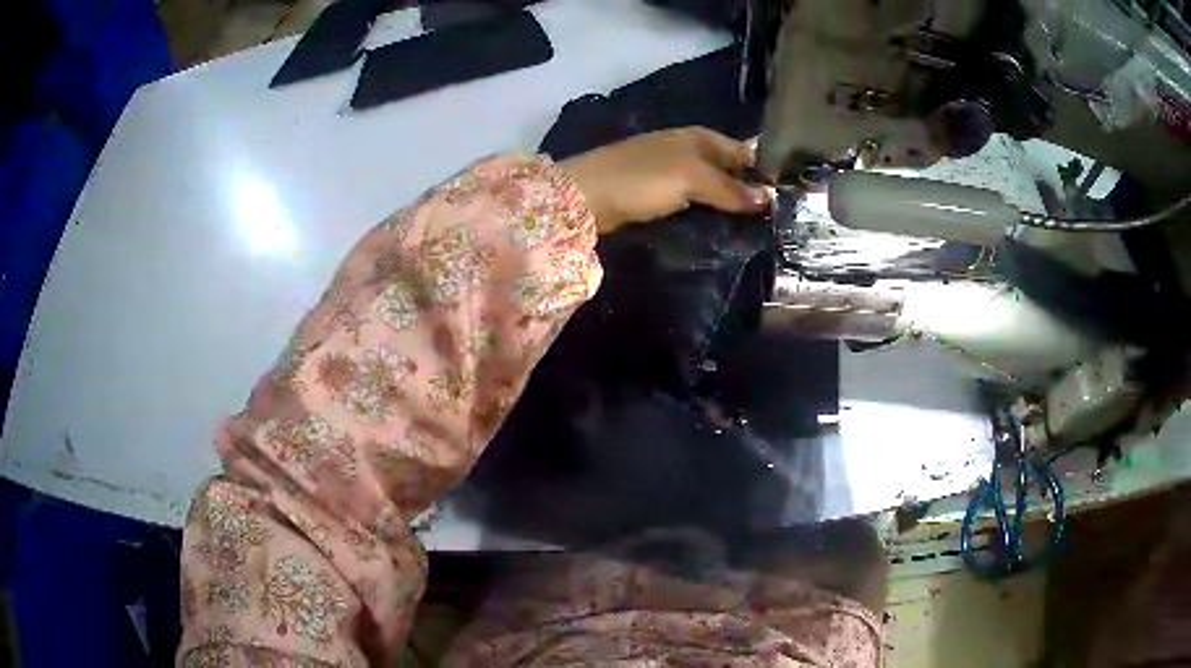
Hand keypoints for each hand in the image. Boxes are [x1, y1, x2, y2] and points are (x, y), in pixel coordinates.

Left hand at [560, 127, 771, 234]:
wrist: (586, 195)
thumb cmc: (643, 178)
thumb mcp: (692, 179)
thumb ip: (730, 189)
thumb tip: (769, 199)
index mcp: (701, 138)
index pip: (744, 152)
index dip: (764, 172)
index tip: (786, 200)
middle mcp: (690, 150)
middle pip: (729, 171)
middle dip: (749, 192)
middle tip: (774, 222)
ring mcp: (672, 172)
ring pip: (712, 189)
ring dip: (729, 207)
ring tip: (755, 232)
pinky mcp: (659, 194)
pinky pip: (693, 202)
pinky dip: (707, 214)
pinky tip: (721, 231)